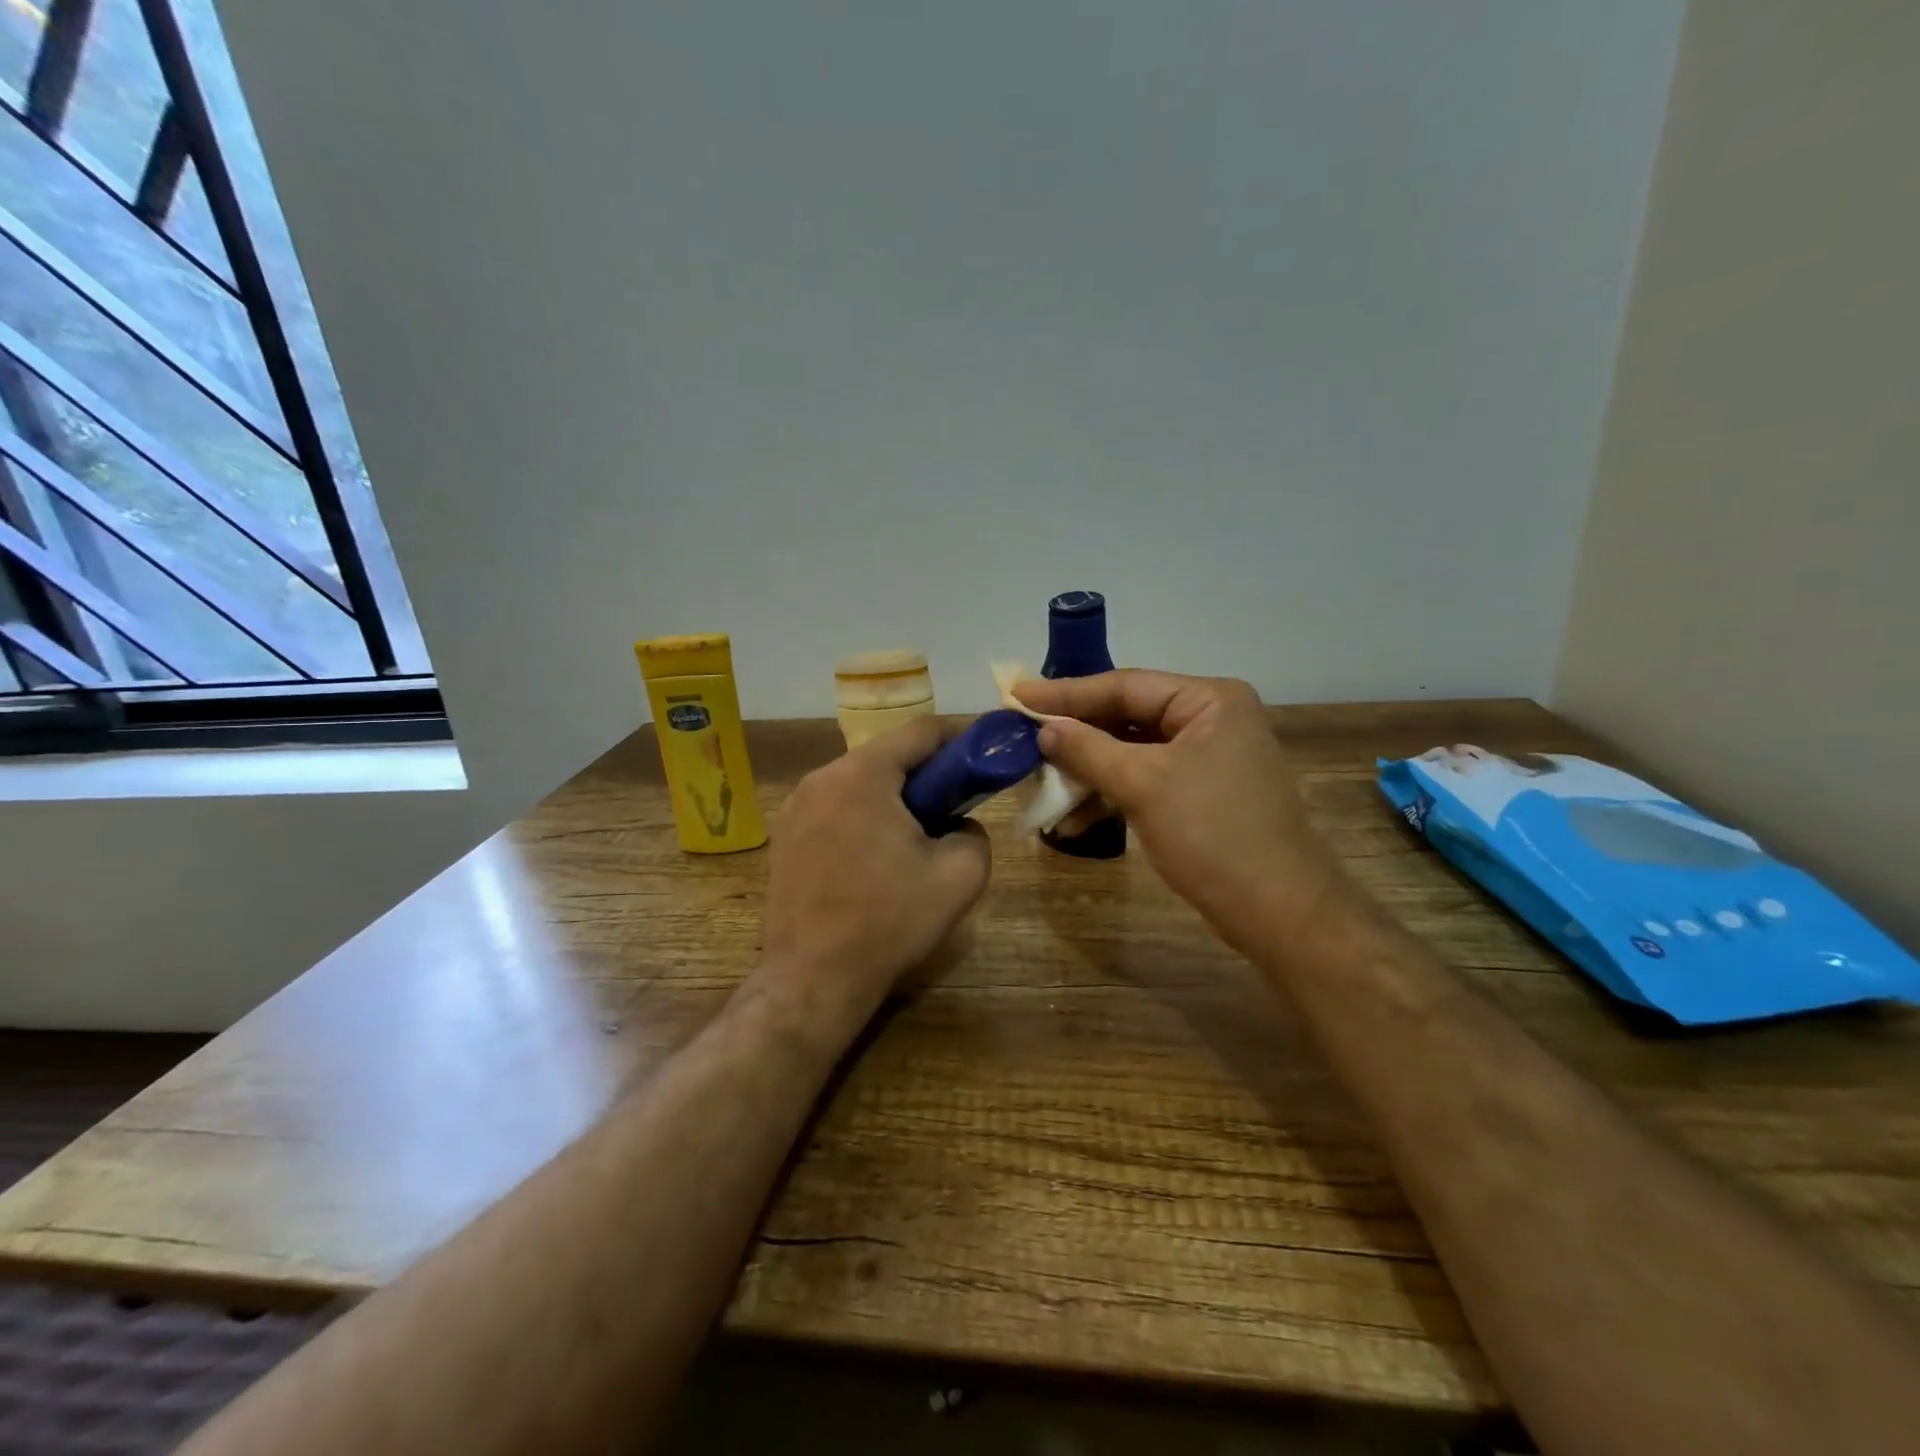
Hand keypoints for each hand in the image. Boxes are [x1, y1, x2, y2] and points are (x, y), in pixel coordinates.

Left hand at [759, 716, 991, 1012]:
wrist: (812, 979)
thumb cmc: (888, 922)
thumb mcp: (960, 875)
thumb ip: (974, 831)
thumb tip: (958, 824)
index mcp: (861, 774)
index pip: (921, 731)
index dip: (961, 739)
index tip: (985, 759)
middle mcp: (821, 778)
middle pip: (887, 756)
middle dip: (927, 775)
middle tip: (956, 807)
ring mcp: (795, 807)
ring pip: (860, 782)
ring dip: (895, 798)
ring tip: (918, 839)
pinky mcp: (784, 836)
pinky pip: (837, 808)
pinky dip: (865, 817)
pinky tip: (878, 859)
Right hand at [1015, 671, 1344, 949]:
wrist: (1277, 911)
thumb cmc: (1213, 834)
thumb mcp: (1144, 785)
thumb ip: (1088, 749)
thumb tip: (1044, 728)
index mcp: (1208, 700)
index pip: (1125, 686)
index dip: (1066, 693)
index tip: (1016, 695)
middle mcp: (1209, 721)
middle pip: (1126, 717)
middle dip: (1075, 737)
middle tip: (1023, 737)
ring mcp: (1205, 759)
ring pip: (1130, 753)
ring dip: (1086, 774)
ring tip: (1041, 789)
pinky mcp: (1197, 795)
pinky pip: (1142, 782)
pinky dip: (1108, 797)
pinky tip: (1073, 821)